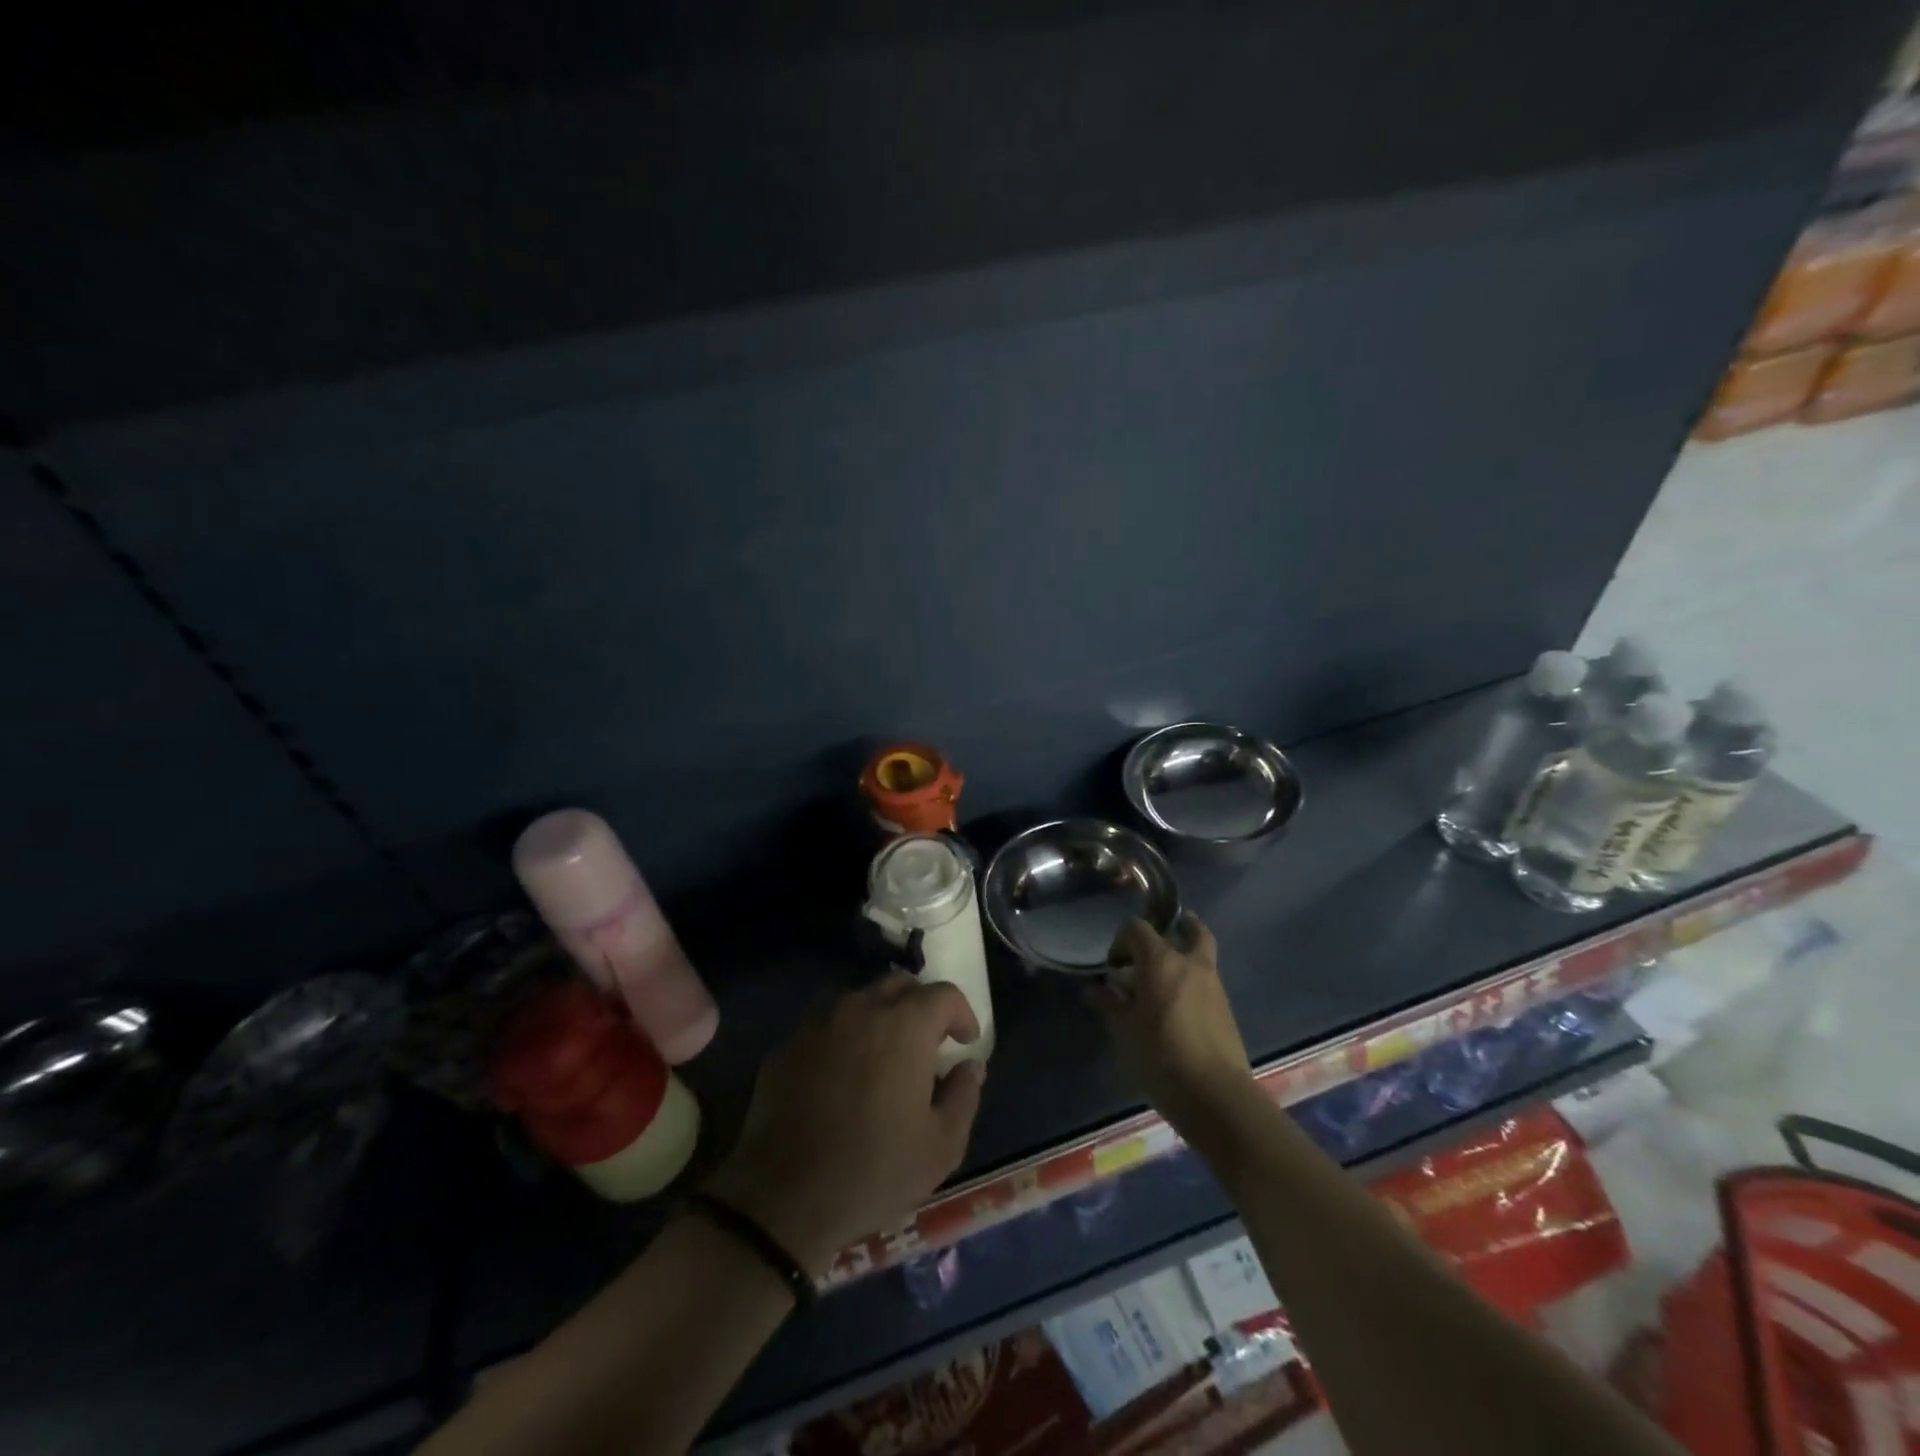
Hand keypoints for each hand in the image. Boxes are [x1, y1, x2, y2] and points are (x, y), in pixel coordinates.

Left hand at [706, 973, 984, 1275]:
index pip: (943, 994)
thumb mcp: (941, 1146)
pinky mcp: (787, 1044)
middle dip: (920, 1005)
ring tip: (884, 1056)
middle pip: (899, 984)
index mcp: (905, 1025)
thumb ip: (964, 1096)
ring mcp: (819, 1023)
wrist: (784, 1198)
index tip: (964, 1042)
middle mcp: (861, 1008)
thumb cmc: (874, 1171)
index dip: (961, 1014)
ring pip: (859, 1000)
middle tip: (927, 1042)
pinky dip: (844, 1037)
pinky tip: (843, 1076)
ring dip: (880, 1016)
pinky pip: (826, 1025)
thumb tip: (970, 1066)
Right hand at [1087, 916, 1255, 1134]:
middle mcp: (1191, 964)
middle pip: (1190, 928)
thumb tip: (1093, 990)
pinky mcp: (1226, 1009)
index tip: (1114, 967)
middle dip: (1175, 928)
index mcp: (1162, 961)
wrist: (1217, 1097)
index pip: (1138, 928)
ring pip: (1201, 954)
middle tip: (1156, 944)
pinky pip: (1207, 981)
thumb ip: (1109, 1005)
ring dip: (1184, 956)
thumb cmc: (1161, 1058)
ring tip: (1163, 980)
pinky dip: (1193, 981)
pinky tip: (1177, 1007)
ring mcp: (1214, 985)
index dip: (1121, 941)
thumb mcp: (1124, 1033)